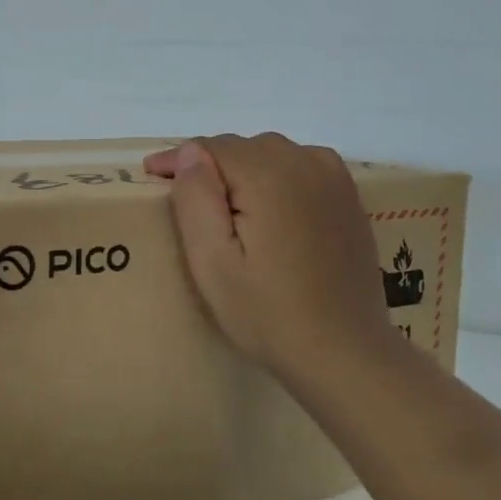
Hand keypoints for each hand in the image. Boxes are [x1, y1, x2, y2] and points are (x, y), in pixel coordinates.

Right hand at [144, 134, 405, 393]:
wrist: (344, 353)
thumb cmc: (267, 312)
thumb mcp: (212, 261)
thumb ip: (196, 198)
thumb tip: (190, 152)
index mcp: (269, 175)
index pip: (211, 147)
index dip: (177, 159)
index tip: (151, 175)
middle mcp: (306, 163)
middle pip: (243, 147)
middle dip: (211, 164)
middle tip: (186, 198)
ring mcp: (334, 179)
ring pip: (273, 153)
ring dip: (244, 169)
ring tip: (225, 204)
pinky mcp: (349, 198)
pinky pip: (301, 166)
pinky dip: (276, 175)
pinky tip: (268, 207)